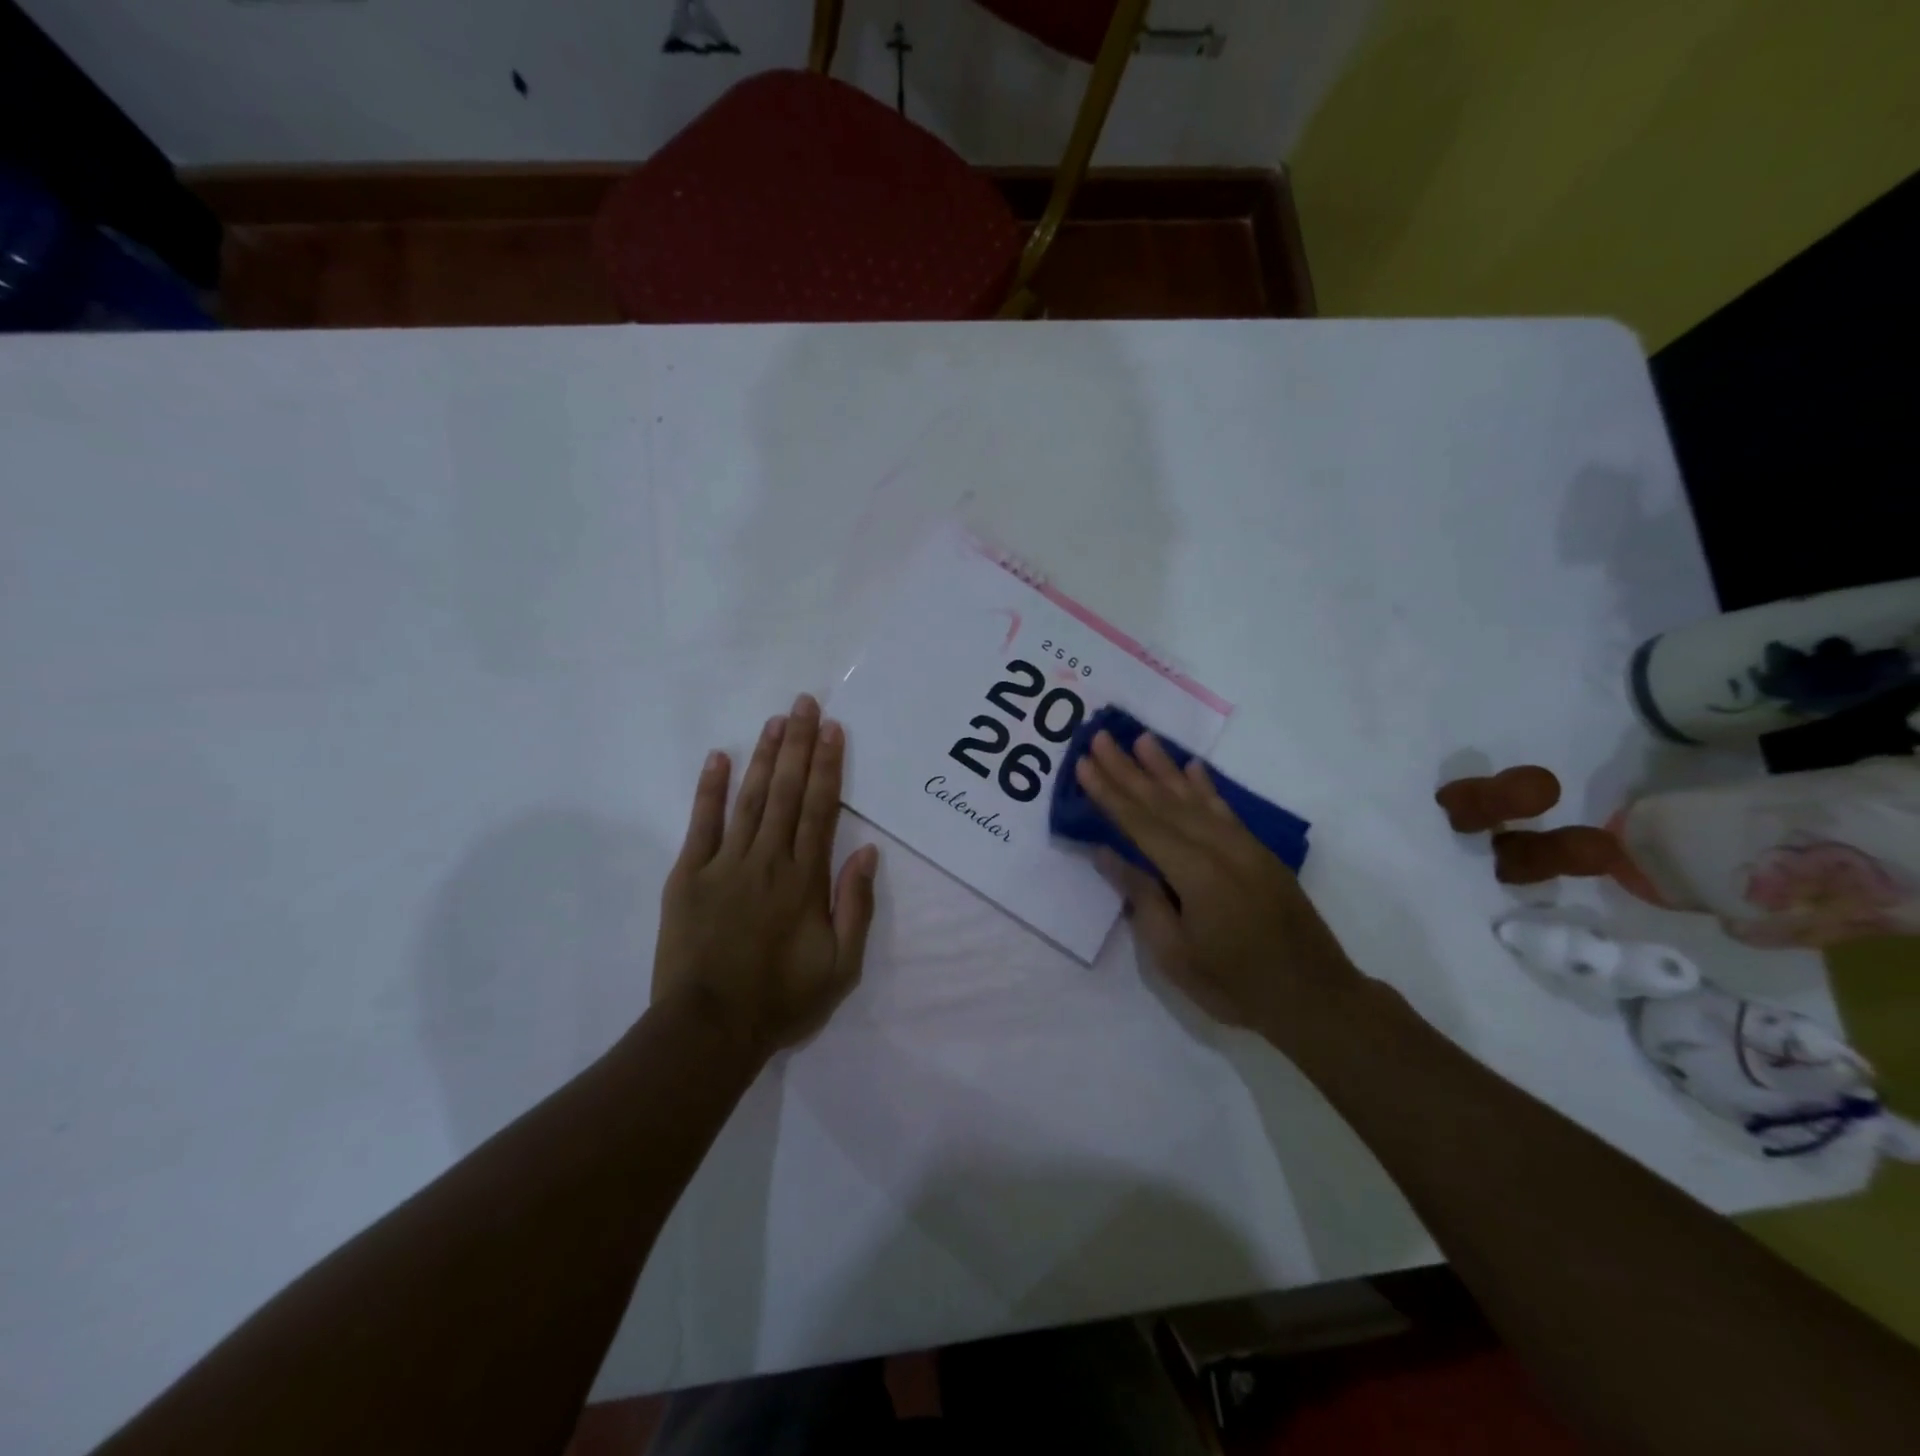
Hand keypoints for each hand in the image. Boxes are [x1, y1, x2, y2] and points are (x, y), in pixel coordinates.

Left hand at [652, 694, 879, 1057]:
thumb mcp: (841, 967)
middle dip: (799, 745)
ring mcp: (725, 864)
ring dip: (765, 757)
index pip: (821, 810)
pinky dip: (710, 789)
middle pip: (788, 792)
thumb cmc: (781, 1000)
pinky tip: (719, 758)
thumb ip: (856, 907)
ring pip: (750, 799)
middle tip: (805, 704)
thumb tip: (868, 854)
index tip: (833, 730)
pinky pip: (702, 824)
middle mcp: (768, 860)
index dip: (829, 766)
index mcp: (805, 880)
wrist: (709, 1029)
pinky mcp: (689, 876)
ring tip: (776, 721)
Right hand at [1075, 731, 1356, 1037]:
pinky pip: (1225, 810)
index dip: (1109, 793)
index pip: (1140, 824)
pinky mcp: (1260, 853)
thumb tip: (1107, 853)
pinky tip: (1192, 767)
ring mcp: (1244, 847)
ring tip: (1141, 738)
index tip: (1085, 763)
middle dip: (1128, 770)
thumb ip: (1142, 898)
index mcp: (1195, 873)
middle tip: (1100, 737)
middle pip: (1164, 802)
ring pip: (1195, 798)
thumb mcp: (1175, 954)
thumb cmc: (1235, 986)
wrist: (1316, 998)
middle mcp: (1219, 848)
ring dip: (1164, 767)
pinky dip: (1205, 787)